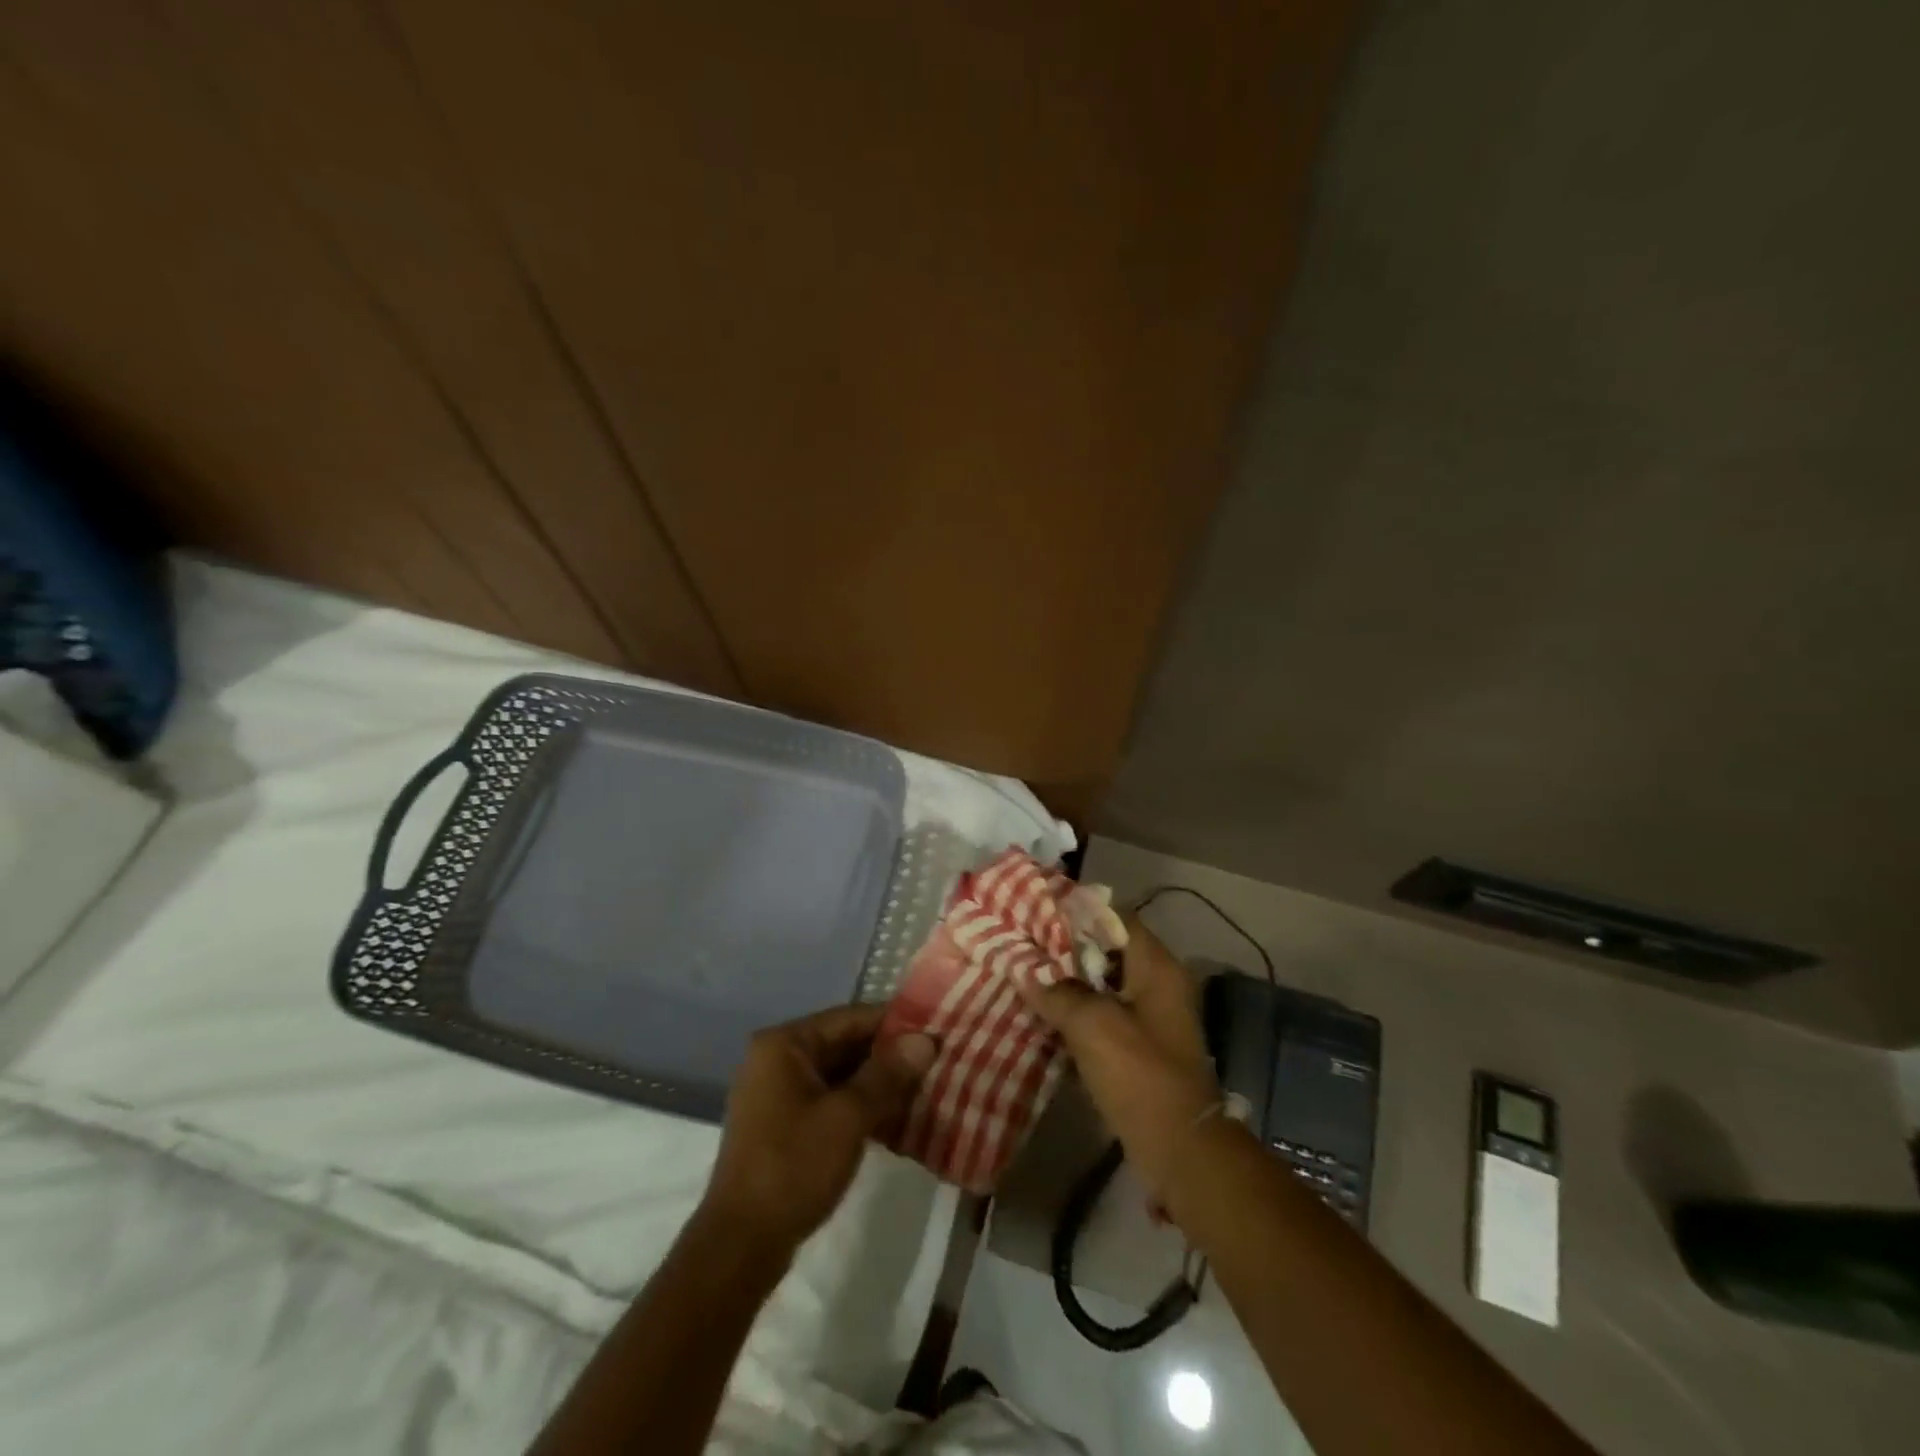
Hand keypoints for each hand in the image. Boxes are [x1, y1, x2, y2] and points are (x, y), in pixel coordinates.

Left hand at [702, 1004, 936, 1259]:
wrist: (740, 1246)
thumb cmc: (793, 1167)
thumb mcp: (848, 1117)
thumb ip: (888, 1074)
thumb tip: (926, 1039)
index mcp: (785, 1044)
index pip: (850, 1018)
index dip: (895, 1024)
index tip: (936, 1031)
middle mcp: (776, 1058)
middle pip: (844, 1044)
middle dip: (889, 1055)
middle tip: (937, 1061)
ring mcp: (777, 1092)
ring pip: (839, 1074)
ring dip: (878, 1082)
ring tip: (925, 1087)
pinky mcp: (782, 1124)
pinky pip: (829, 1099)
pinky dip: (859, 1104)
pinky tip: (896, 1117)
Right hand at [1021, 917, 1219, 1194]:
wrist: (1179, 1148)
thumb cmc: (1140, 1075)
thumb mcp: (1092, 1026)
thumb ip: (1057, 992)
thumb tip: (1026, 972)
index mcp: (1156, 966)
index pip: (1115, 918)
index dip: (1077, 911)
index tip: (1037, 910)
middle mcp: (1157, 982)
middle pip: (1107, 949)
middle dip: (1065, 947)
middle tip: (1024, 942)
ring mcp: (1151, 1016)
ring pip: (1102, 983)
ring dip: (1068, 981)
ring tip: (1026, 973)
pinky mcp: (1140, 1045)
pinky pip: (1104, 1013)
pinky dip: (1077, 1010)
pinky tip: (1044, 1013)